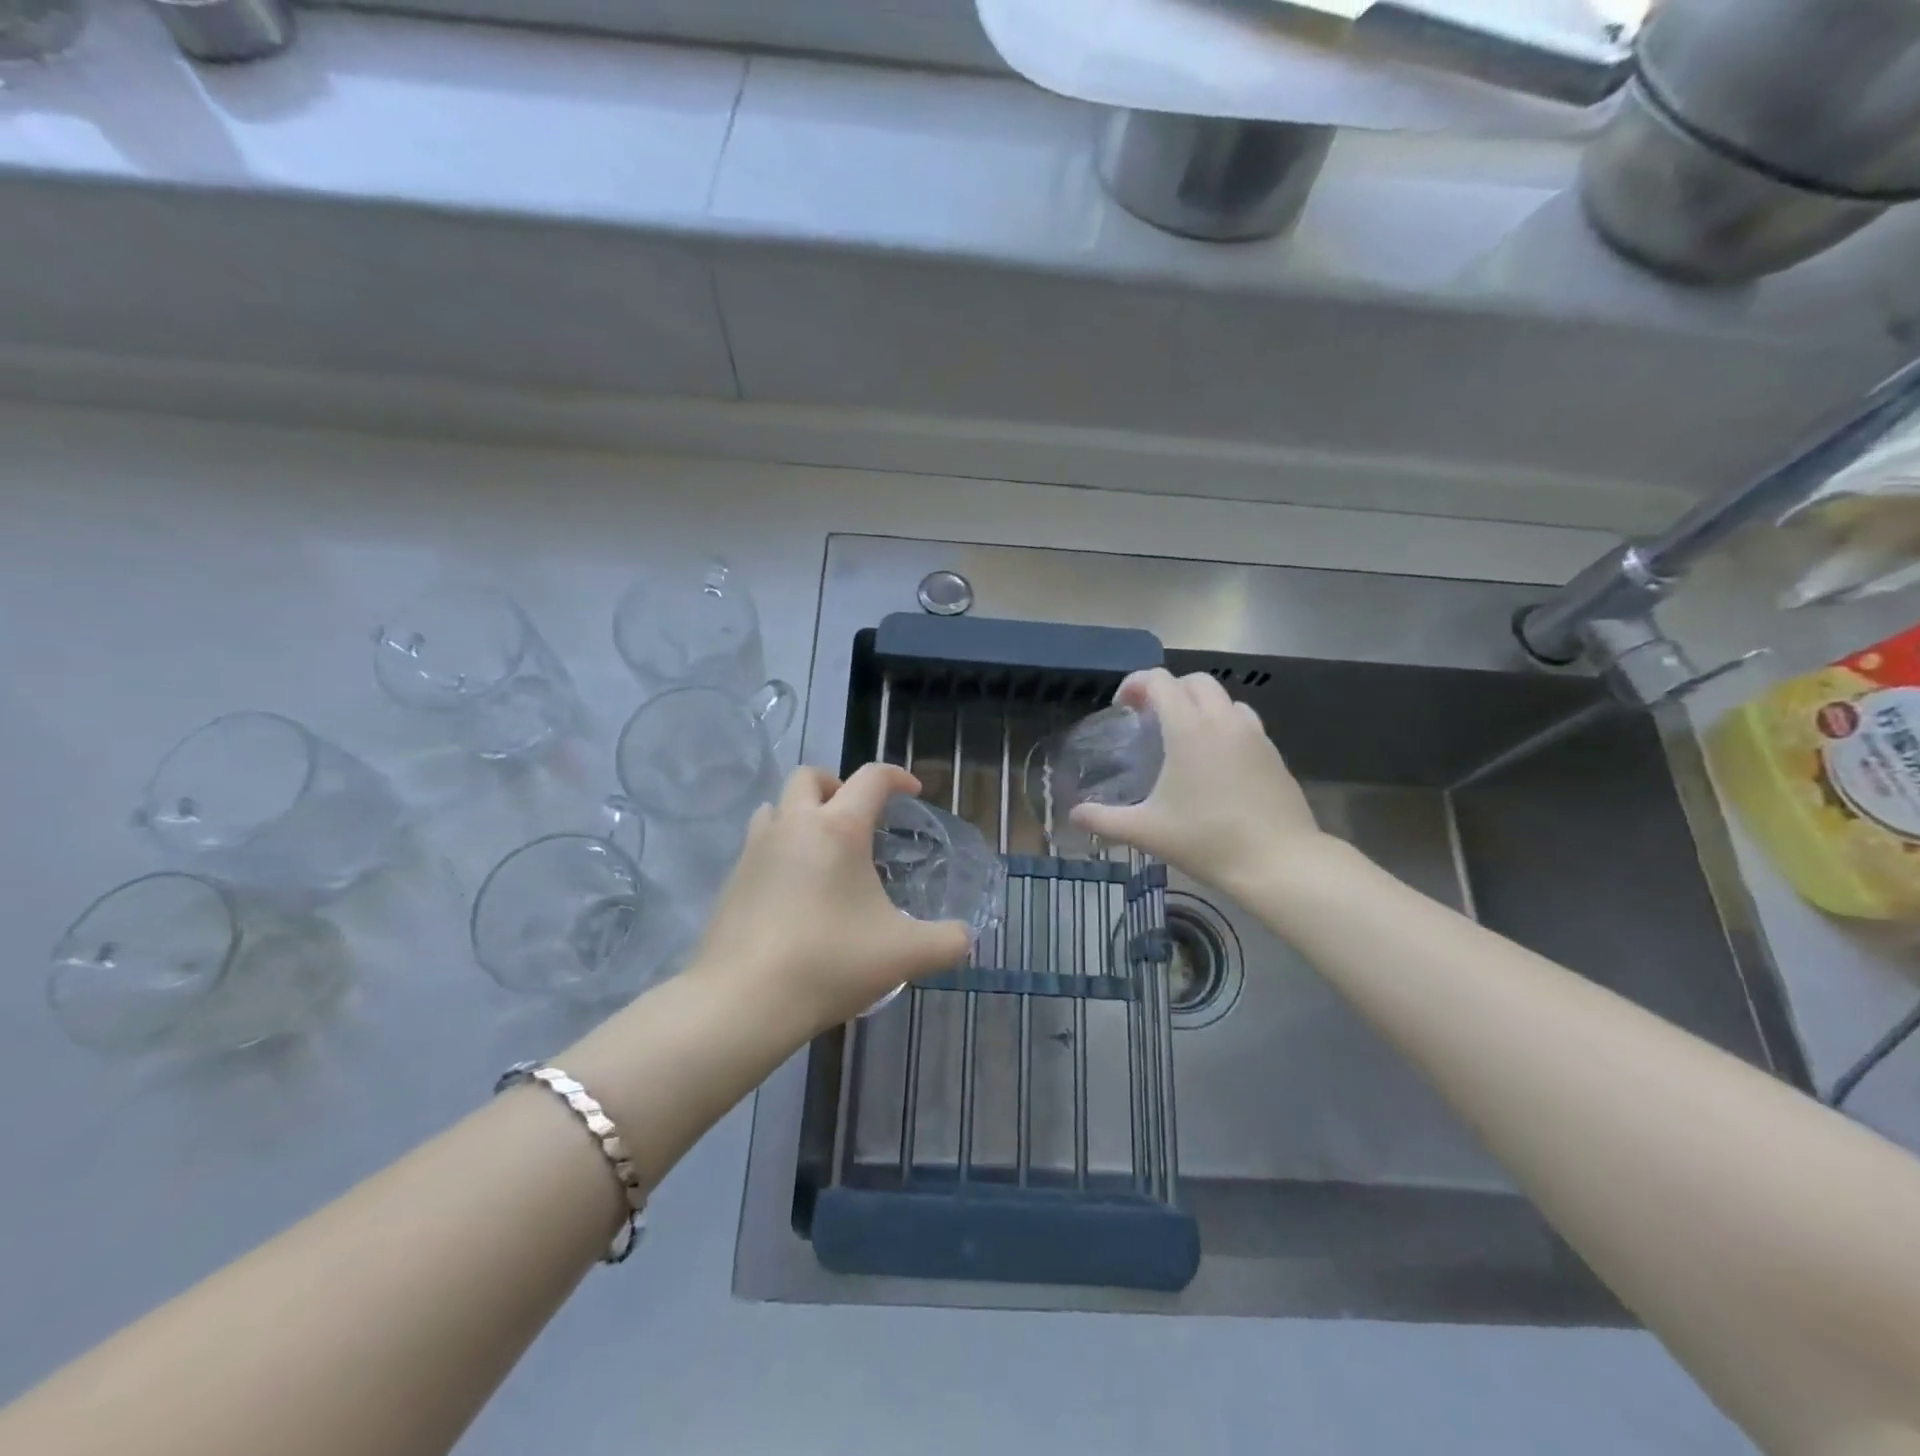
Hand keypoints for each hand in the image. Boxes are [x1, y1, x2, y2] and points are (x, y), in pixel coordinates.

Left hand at [689, 763, 971, 1032]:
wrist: (743, 1000)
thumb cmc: (830, 963)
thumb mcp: (905, 955)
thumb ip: (946, 941)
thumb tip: (964, 937)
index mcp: (838, 828)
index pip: (871, 778)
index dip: (897, 776)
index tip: (913, 792)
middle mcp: (793, 825)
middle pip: (810, 777)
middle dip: (837, 785)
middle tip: (858, 819)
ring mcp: (755, 850)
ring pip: (776, 806)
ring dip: (801, 813)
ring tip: (822, 850)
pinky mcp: (731, 879)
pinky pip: (758, 844)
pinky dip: (780, 848)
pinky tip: (794, 890)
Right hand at [1071, 668, 1330, 897]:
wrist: (1278, 861)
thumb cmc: (1206, 840)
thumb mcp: (1146, 832)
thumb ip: (1104, 820)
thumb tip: (1074, 815)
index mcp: (1189, 729)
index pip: (1160, 681)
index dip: (1135, 684)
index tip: (1122, 707)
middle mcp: (1223, 721)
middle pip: (1195, 681)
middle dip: (1169, 690)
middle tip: (1151, 718)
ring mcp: (1254, 735)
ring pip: (1225, 699)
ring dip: (1200, 705)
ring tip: (1185, 736)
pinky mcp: (1273, 753)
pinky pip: (1245, 723)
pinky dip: (1224, 726)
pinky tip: (1216, 761)